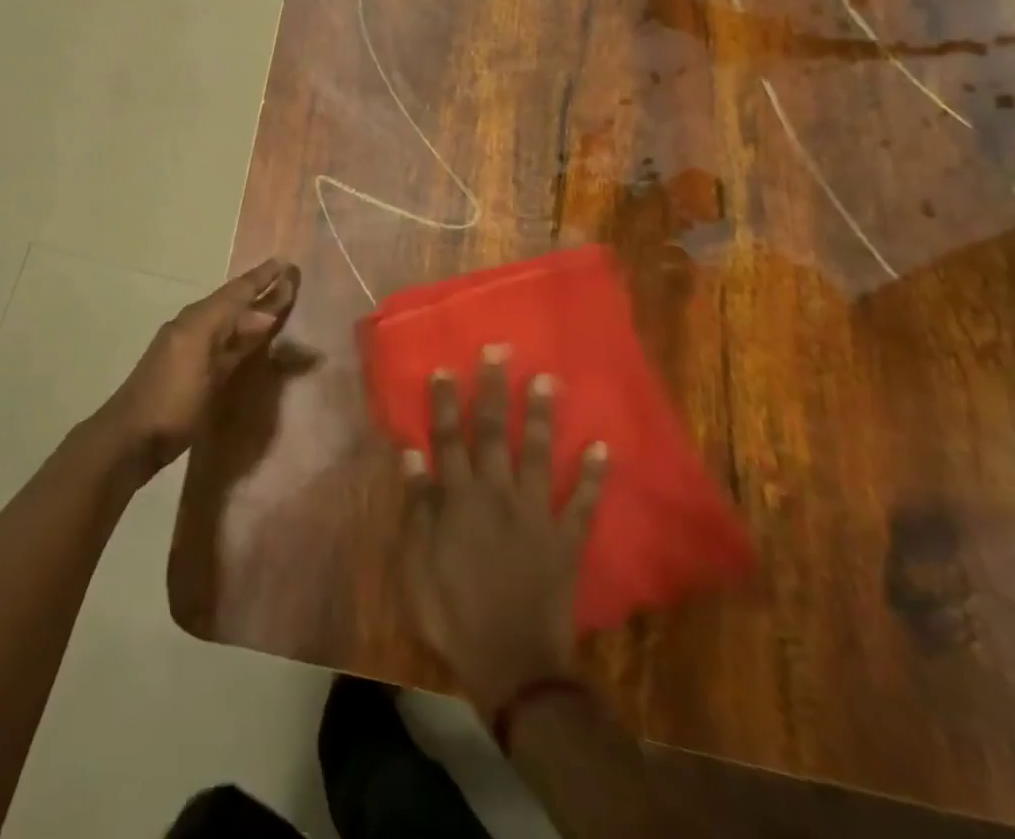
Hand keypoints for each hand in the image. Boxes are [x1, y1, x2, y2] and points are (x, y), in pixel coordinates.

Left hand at [102, 257, 298, 476]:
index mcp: (197, 320)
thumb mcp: (203, 364)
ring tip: (278, 304)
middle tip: (290, 280)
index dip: (262, 278)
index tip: (286, 262)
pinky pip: (223, 340)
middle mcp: (194, 326)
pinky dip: (241, 334)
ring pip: (228, 321)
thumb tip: (265, 316)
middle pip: (233, 303)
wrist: (130, 438)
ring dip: (252, 312)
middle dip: (260, 291)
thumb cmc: (171, 401)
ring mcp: (190, 348)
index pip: (236, 292)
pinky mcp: (191, 370)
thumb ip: (234, 339)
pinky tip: (252, 340)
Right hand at [401, 346, 608, 714]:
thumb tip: (411, 453)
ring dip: (542, 415)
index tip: (445, 367)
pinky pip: (583, 502)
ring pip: (538, 454)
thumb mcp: (417, 562)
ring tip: (547, 379)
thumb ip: (418, 505)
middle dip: (494, 390)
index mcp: (459, 498)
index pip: (448, 438)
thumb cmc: (453, 612)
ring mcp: (536, 514)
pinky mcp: (566, 539)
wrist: (512, 664)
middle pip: (494, 433)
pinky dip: (594, 475)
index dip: (444, 403)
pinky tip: (603, 446)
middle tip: (499, 350)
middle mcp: (497, 493)